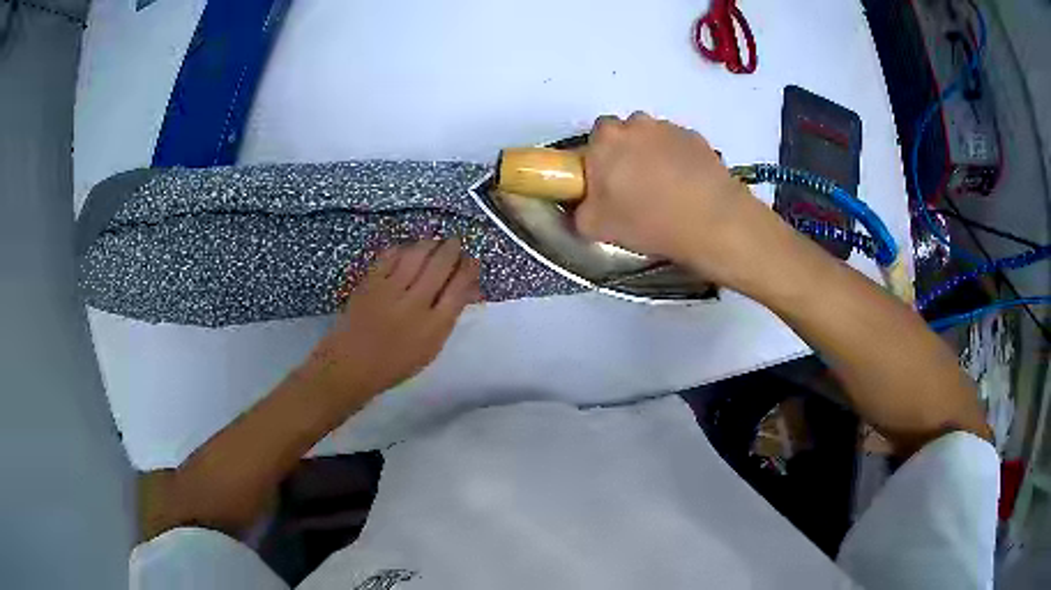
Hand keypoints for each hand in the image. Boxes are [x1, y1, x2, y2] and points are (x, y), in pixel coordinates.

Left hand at [302, 239, 480, 406]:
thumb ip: (448, 318)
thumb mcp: (430, 348)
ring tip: (434, 242)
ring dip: (429, 244)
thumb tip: (466, 290)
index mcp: (435, 326)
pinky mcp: (370, 283)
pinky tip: (407, 250)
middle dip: (452, 249)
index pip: (459, 288)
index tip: (471, 261)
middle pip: (441, 265)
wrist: (350, 365)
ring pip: (417, 255)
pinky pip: (390, 256)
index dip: (469, 269)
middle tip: (455, 243)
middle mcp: (415, 304)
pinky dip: (402, 249)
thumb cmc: (394, 364)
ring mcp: (390, 290)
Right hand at [576, 112, 779, 286]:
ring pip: (653, 139)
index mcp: (606, 140)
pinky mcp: (698, 139)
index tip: (606, 186)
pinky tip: (687, 189)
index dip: (597, 163)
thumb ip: (579, 211)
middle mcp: (636, 124)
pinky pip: (679, 147)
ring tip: (665, 191)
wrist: (713, 221)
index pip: (592, 141)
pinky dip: (679, 162)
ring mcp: (670, 128)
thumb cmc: (648, 220)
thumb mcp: (596, 227)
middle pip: (624, 135)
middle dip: (626, 155)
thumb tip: (583, 205)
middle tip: (634, 189)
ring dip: (653, 156)